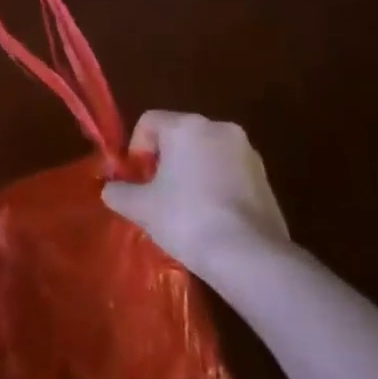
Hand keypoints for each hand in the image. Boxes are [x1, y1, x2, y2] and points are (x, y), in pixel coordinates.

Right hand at [102, 112, 290, 278]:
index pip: (148, 121)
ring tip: (183, 209)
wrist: (248, 256)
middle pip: (179, 135)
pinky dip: (215, 187)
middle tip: (155, 194)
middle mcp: (220, 129)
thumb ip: (118, 192)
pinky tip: (210, 218)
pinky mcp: (266, 179)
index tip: (136, 180)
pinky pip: (229, 173)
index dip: (135, 149)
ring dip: (190, 173)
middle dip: (163, 161)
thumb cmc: (186, 218)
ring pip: (206, 154)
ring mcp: (248, 153)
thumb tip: (111, 189)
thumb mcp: (139, 207)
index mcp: (187, 126)